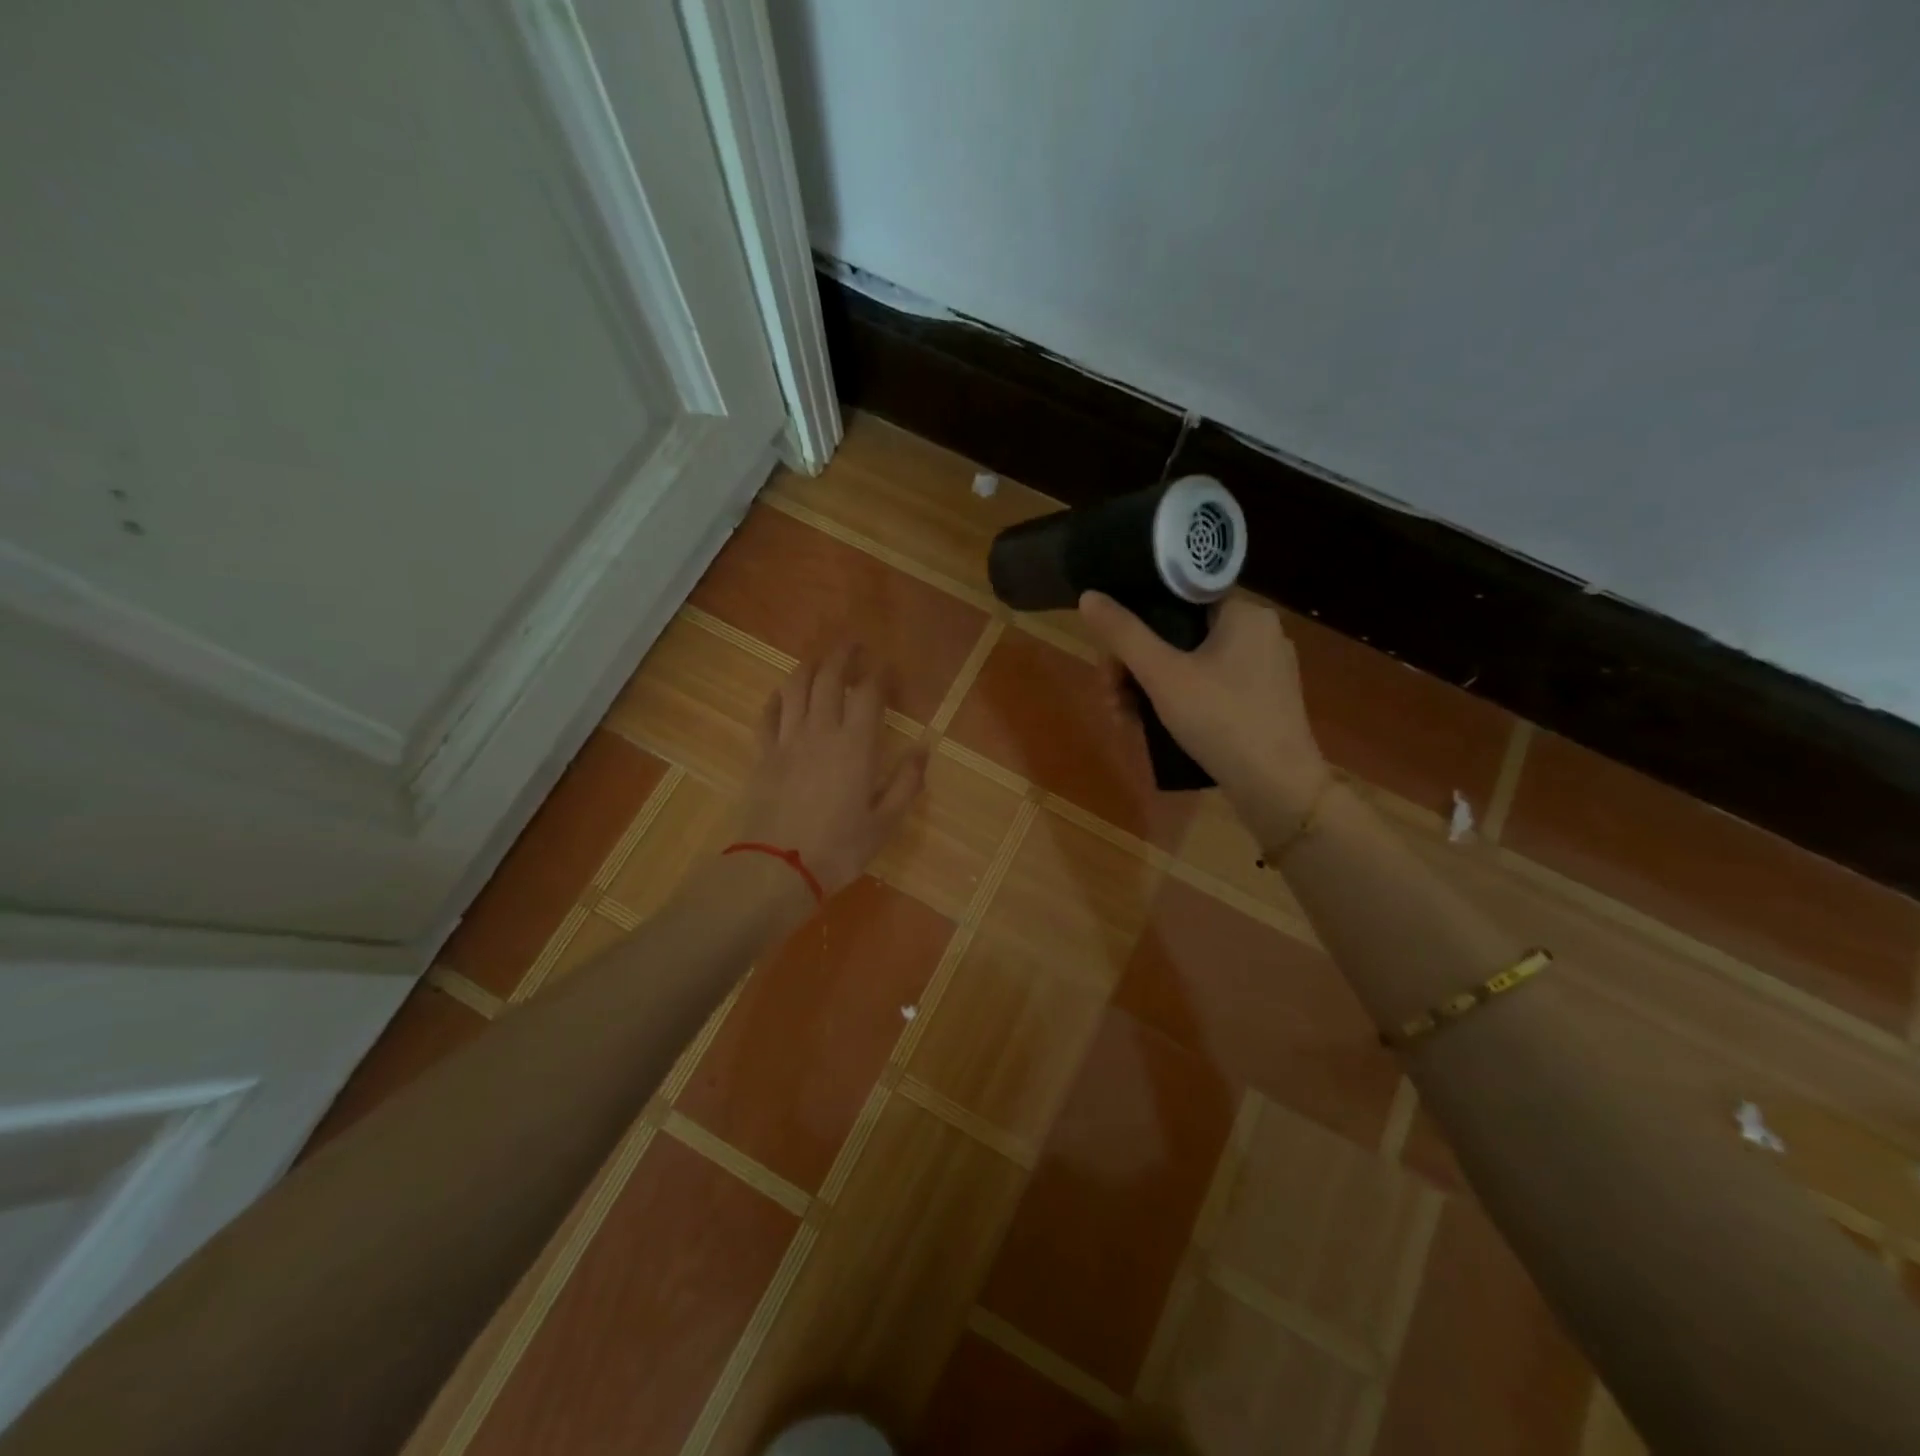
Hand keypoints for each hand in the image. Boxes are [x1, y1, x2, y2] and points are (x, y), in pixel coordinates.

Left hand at [736, 642, 927, 896]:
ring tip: (819, 661)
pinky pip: (767, 715)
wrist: (776, 868)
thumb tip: (924, 747)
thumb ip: (907, 782)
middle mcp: (820, 730)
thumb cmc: (839, 849)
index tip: (888, 668)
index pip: (869, 693)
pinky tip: (782, 695)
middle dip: (843, 656)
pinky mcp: (762, 754)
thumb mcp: (885, 822)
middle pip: (828, 677)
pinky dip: (776, 698)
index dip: (880, 674)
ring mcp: (786, 740)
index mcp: (855, 744)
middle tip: (853, 646)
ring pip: (795, 687)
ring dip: (808, 667)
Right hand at [1079, 591, 1328, 846]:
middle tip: (1110, 695)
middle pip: (1178, 633)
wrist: (1277, 788)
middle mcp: (1259, 632)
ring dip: (1149, 686)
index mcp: (1244, 612)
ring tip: (1123, 717)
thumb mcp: (1162, 675)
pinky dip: (1178, 700)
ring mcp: (1264, 669)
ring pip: (1190, 663)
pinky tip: (1153, 726)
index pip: (1178, 595)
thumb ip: (1124, 634)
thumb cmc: (1221, 720)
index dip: (1136, 617)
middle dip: (1135, 664)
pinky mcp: (1263, 701)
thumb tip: (1089, 596)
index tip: (1111, 650)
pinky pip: (1209, 686)